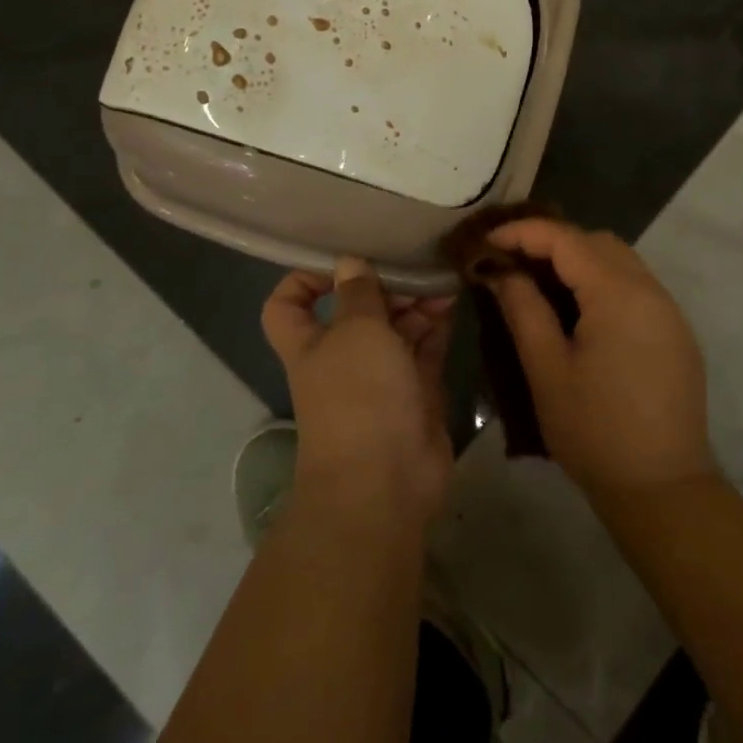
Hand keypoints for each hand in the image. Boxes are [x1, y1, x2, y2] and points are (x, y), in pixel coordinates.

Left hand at [261, 259, 456, 524]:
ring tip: (442, 277)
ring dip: (415, 301)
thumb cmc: (359, 396)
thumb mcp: (356, 331)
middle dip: (383, 285)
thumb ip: (358, 293)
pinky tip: (453, 297)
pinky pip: (425, 347)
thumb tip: (349, 262)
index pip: (289, 304)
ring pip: (396, 326)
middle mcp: (343, 356)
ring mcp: (382, 375)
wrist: (386, 482)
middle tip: (413, 263)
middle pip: (357, 309)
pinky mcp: (416, 391)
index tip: (341, 261)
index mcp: (311, 343)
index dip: (305, 279)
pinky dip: (437, 323)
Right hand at [484, 219, 711, 496]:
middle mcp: (650, 290)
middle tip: (512, 262)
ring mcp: (669, 310)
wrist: (663, 488)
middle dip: (552, 242)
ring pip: (620, 260)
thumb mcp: (546, 370)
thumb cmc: (594, 431)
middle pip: (596, 242)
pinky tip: (579, 311)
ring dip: (579, 260)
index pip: (566, 239)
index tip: (487, 240)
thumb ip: (523, 309)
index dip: (523, 232)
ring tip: (540, 283)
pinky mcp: (676, 332)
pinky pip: (636, 286)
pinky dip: (603, 282)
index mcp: (618, 294)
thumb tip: (502, 271)